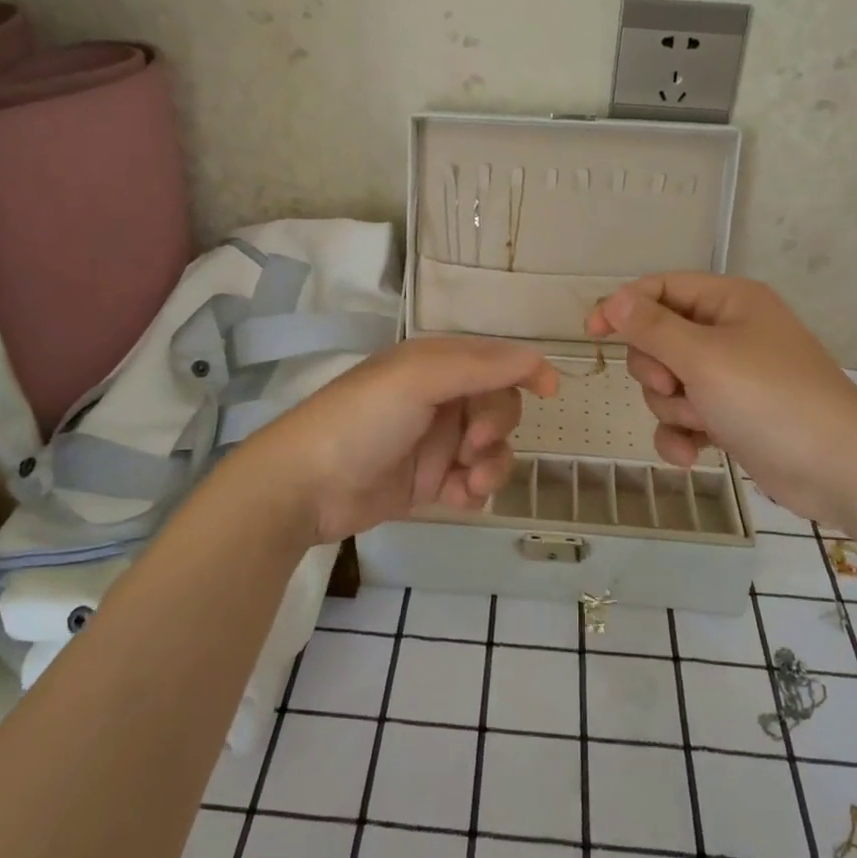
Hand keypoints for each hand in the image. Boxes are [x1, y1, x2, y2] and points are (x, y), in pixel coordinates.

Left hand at [242, 337, 558, 545]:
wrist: (306, 487)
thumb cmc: (362, 420)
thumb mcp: (418, 378)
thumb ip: (479, 366)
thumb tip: (536, 359)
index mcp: (434, 364)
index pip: (493, 359)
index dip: (524, 371)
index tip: (551, 391)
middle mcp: (438, 398)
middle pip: (498, 405)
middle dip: (496, 426)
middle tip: (472, 444)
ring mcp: (434, 442)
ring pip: (491, 448)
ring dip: (491, 465)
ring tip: (469, 482)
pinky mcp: (428, 482)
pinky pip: (472, 481)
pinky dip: (474, 489)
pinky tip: (457, 499)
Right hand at [585, 273, 856, 519]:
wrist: (839, 469)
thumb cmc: (770, 398)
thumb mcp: (703, 357)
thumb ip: (652, 327)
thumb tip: (614, 299)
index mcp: (729, 302)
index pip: (661, 288)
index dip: (624, 306)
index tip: (592, 332)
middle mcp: (729, 333)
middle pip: (659, 340)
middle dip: (657, 370)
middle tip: (674, 386)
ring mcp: (731, 378)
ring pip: (668, 383)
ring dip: (673, 408)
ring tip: (701, 424)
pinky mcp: (732, 417)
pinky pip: (685, 417)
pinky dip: (683, 435)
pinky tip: (693, 455)